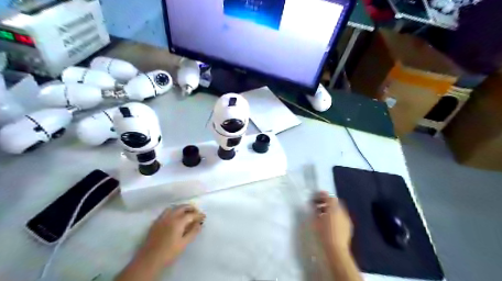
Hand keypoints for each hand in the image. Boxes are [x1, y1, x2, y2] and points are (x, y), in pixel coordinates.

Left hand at [139, 204, 202, 265]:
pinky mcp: (156, 222)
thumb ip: (193, 232)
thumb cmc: (169, 252)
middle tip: (197, 212)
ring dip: (182, 208)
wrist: (149, 259)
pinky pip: (167, 211)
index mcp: (178, 221)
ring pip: (174, 207)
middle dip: (191, 208)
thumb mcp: (184, 243)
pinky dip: (174, 210)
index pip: (191, 214)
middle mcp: (170, 217)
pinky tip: (175, 217)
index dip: (198, 215)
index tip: (204, 217)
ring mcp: (162, 218)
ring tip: (187, 213)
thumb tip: (199, 223)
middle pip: (182, 207)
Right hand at [313, 191, 349, 251]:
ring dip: (329, 209)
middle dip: (325, 202)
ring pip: (337, 209)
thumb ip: (314, 210)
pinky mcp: (348, 226)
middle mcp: (342, 211)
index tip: (314, 196)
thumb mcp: (316, 221)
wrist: (336, 250)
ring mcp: (346, 219)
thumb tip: (313, 205)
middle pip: (334, 202)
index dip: (321, 195)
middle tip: (316, 204)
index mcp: (334, 208)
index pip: (329, 197)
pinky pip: (340, 216)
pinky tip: (328, 221)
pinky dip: (334, 215)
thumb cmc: (324, 234)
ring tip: (321, 213)